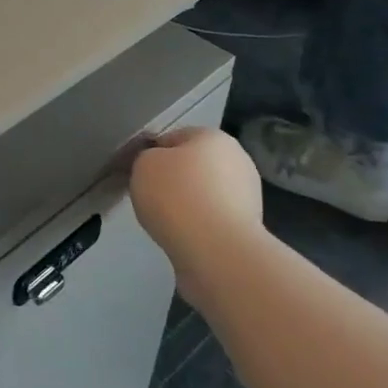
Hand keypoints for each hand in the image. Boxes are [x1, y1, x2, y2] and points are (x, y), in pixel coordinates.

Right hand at [129, 128, 265, 303]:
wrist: (216, 251)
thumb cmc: (176, 196)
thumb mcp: (143, 164)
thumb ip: (146, 158)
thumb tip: (158, 167)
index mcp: (213, 137)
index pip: (174, 137)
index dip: (152, 154)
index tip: (139, 174)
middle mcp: (237, 160)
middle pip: (193, 166)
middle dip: (174, 180)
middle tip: (151, 198)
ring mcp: (247, 196)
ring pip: (204, 194)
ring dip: (188, 205)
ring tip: (167, 223)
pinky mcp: (248, 228)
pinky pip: (212, 220)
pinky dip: (198, 227)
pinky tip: (184, 237)